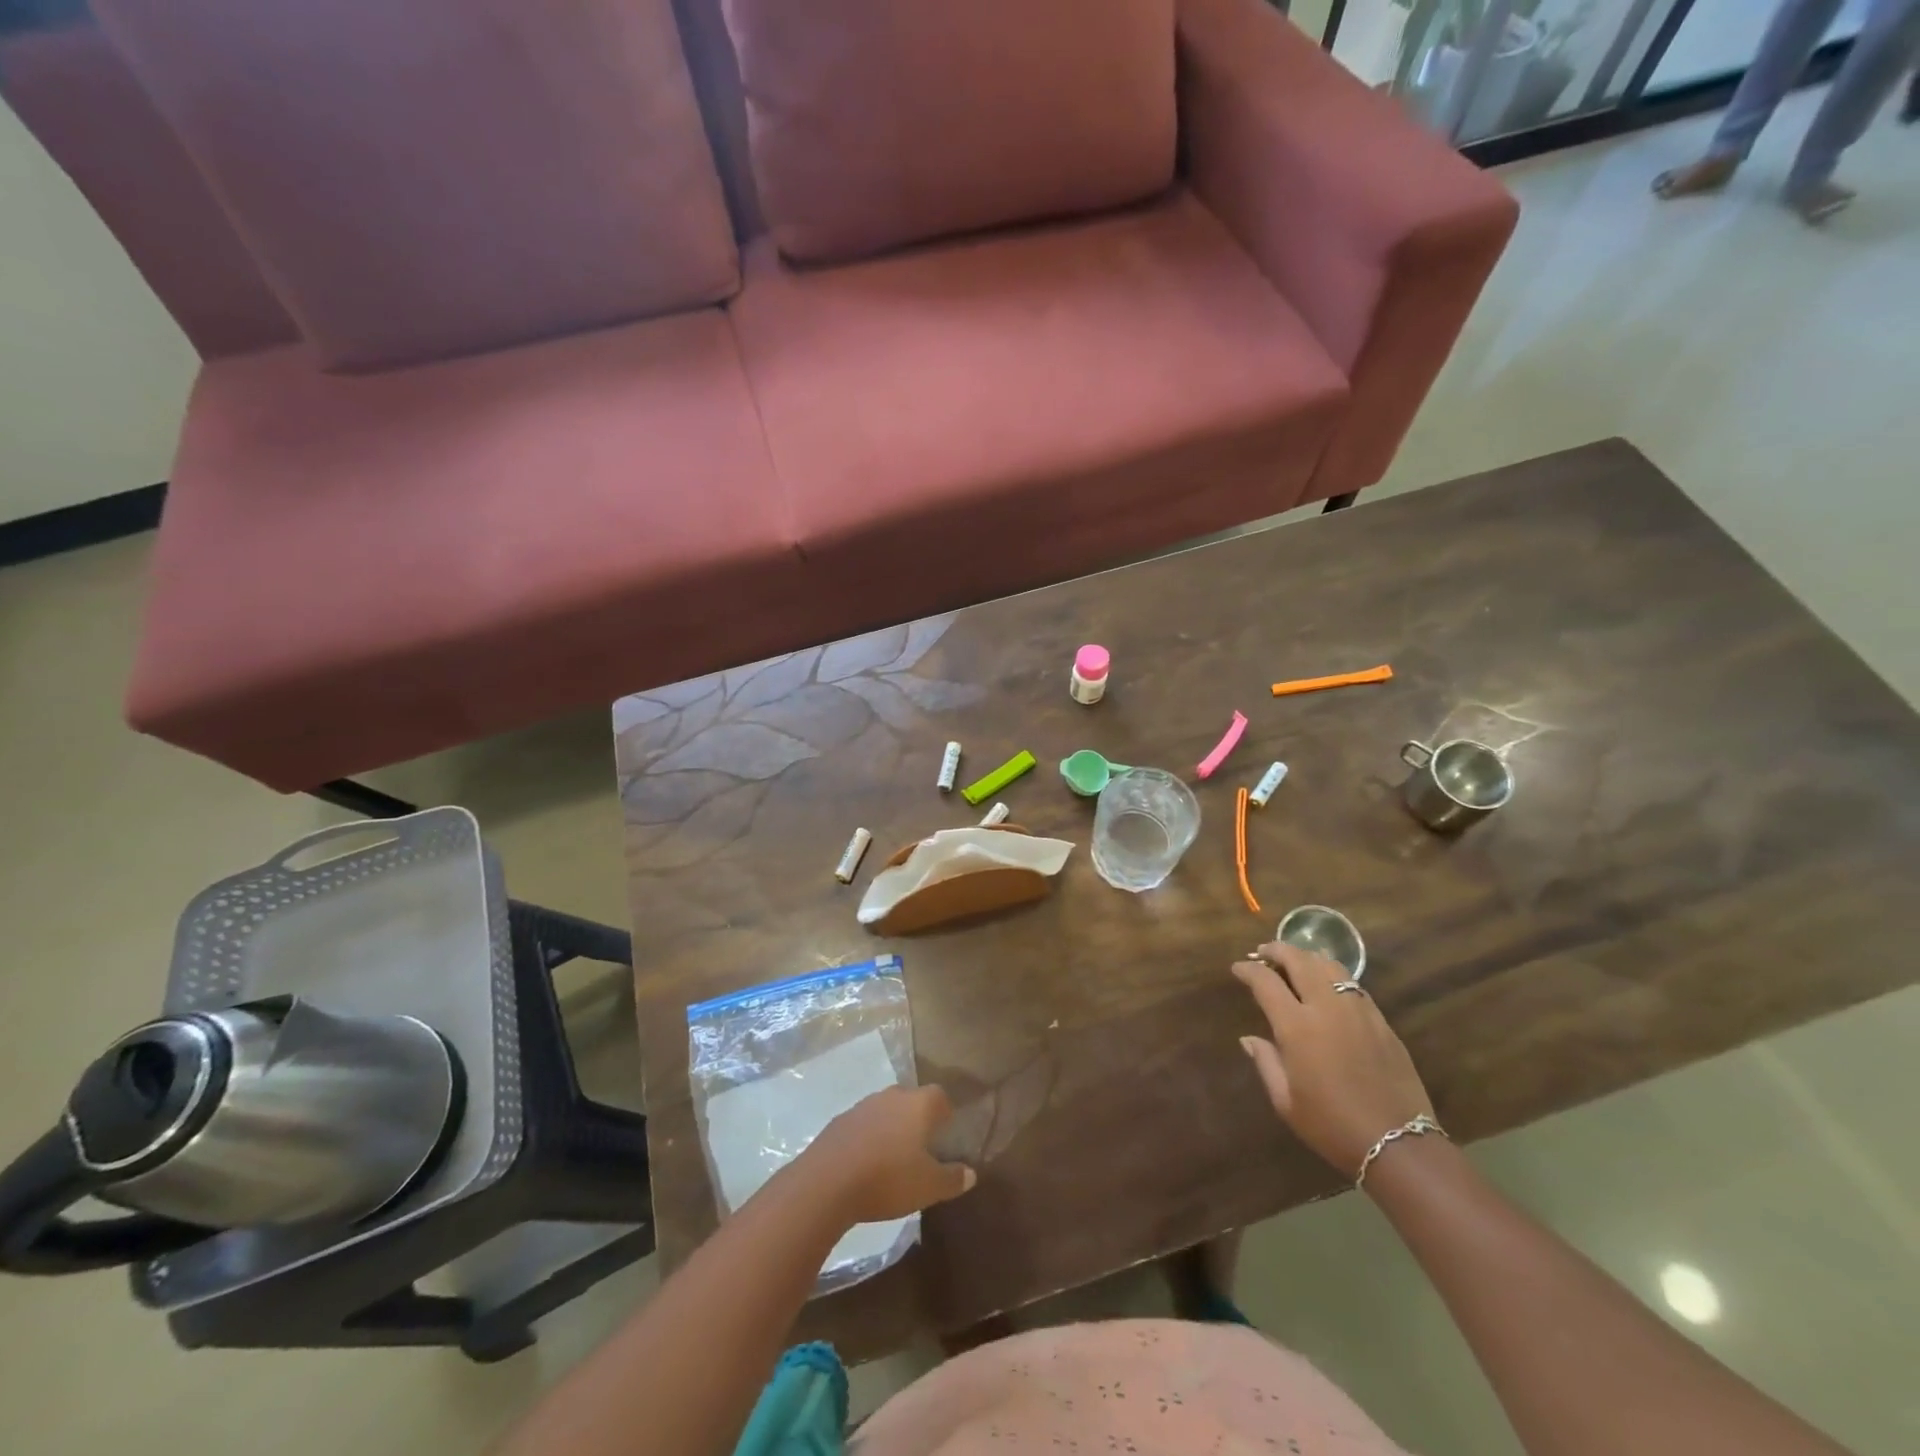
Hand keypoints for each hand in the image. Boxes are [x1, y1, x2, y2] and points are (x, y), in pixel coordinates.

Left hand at [801, 1085, 976, 1224]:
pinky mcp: (840, 1121)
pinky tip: (865, 1163)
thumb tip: (971, 1173)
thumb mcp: (929, 1186)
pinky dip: (868, 1138)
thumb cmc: (888, 1179)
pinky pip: (862, 1125)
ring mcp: (863, 1105)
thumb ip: (952, 1178)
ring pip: (885, 1110)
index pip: (940, 1096)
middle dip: (917, 1118)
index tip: (947, 1132)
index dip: (945, 1113)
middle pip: (911, 1099)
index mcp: (919, 1104)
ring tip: (893, 1156)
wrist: (827, 1182)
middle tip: (922, 1146)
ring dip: (891, 1127)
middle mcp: (892, 1095)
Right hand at [1232, 944, 1434, 1179]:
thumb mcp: (1286, 1102)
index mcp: (1297, 1027)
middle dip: (1276, 950)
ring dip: (1307, 957)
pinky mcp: (1382, 1022)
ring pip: (1330, 966)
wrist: (1399, 1145)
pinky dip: (1334, 975)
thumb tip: (1249, 1039)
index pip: (1265, 982)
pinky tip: (1328, 985)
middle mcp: (1327, 1008)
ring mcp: (1359, 1011)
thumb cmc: (1332, 1126)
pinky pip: (1353, 985)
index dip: (1248, 970)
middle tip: (1263, 952)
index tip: (1238, 968)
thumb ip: (1265, 1062)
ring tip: (1295, 961)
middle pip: (1299, 960)